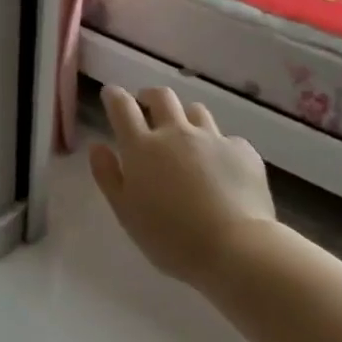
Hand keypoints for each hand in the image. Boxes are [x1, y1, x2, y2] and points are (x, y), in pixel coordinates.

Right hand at [90, 85, 276, 283]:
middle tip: (146, 104)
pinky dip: (218, 147)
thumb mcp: (126, 212)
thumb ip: (108, 176)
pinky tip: (222, 168)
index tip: (111, 94)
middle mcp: (176, 133)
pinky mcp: (242, 150)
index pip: (122, 107)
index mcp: (142, 147)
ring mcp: (212, 138)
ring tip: (185, 135)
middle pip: (162, 97)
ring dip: (185, 117)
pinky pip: (226, 139)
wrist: (235, 248)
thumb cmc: (170, 238)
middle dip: (150, 95)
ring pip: (196, 111)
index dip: (114, 96)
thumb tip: (98, 146)